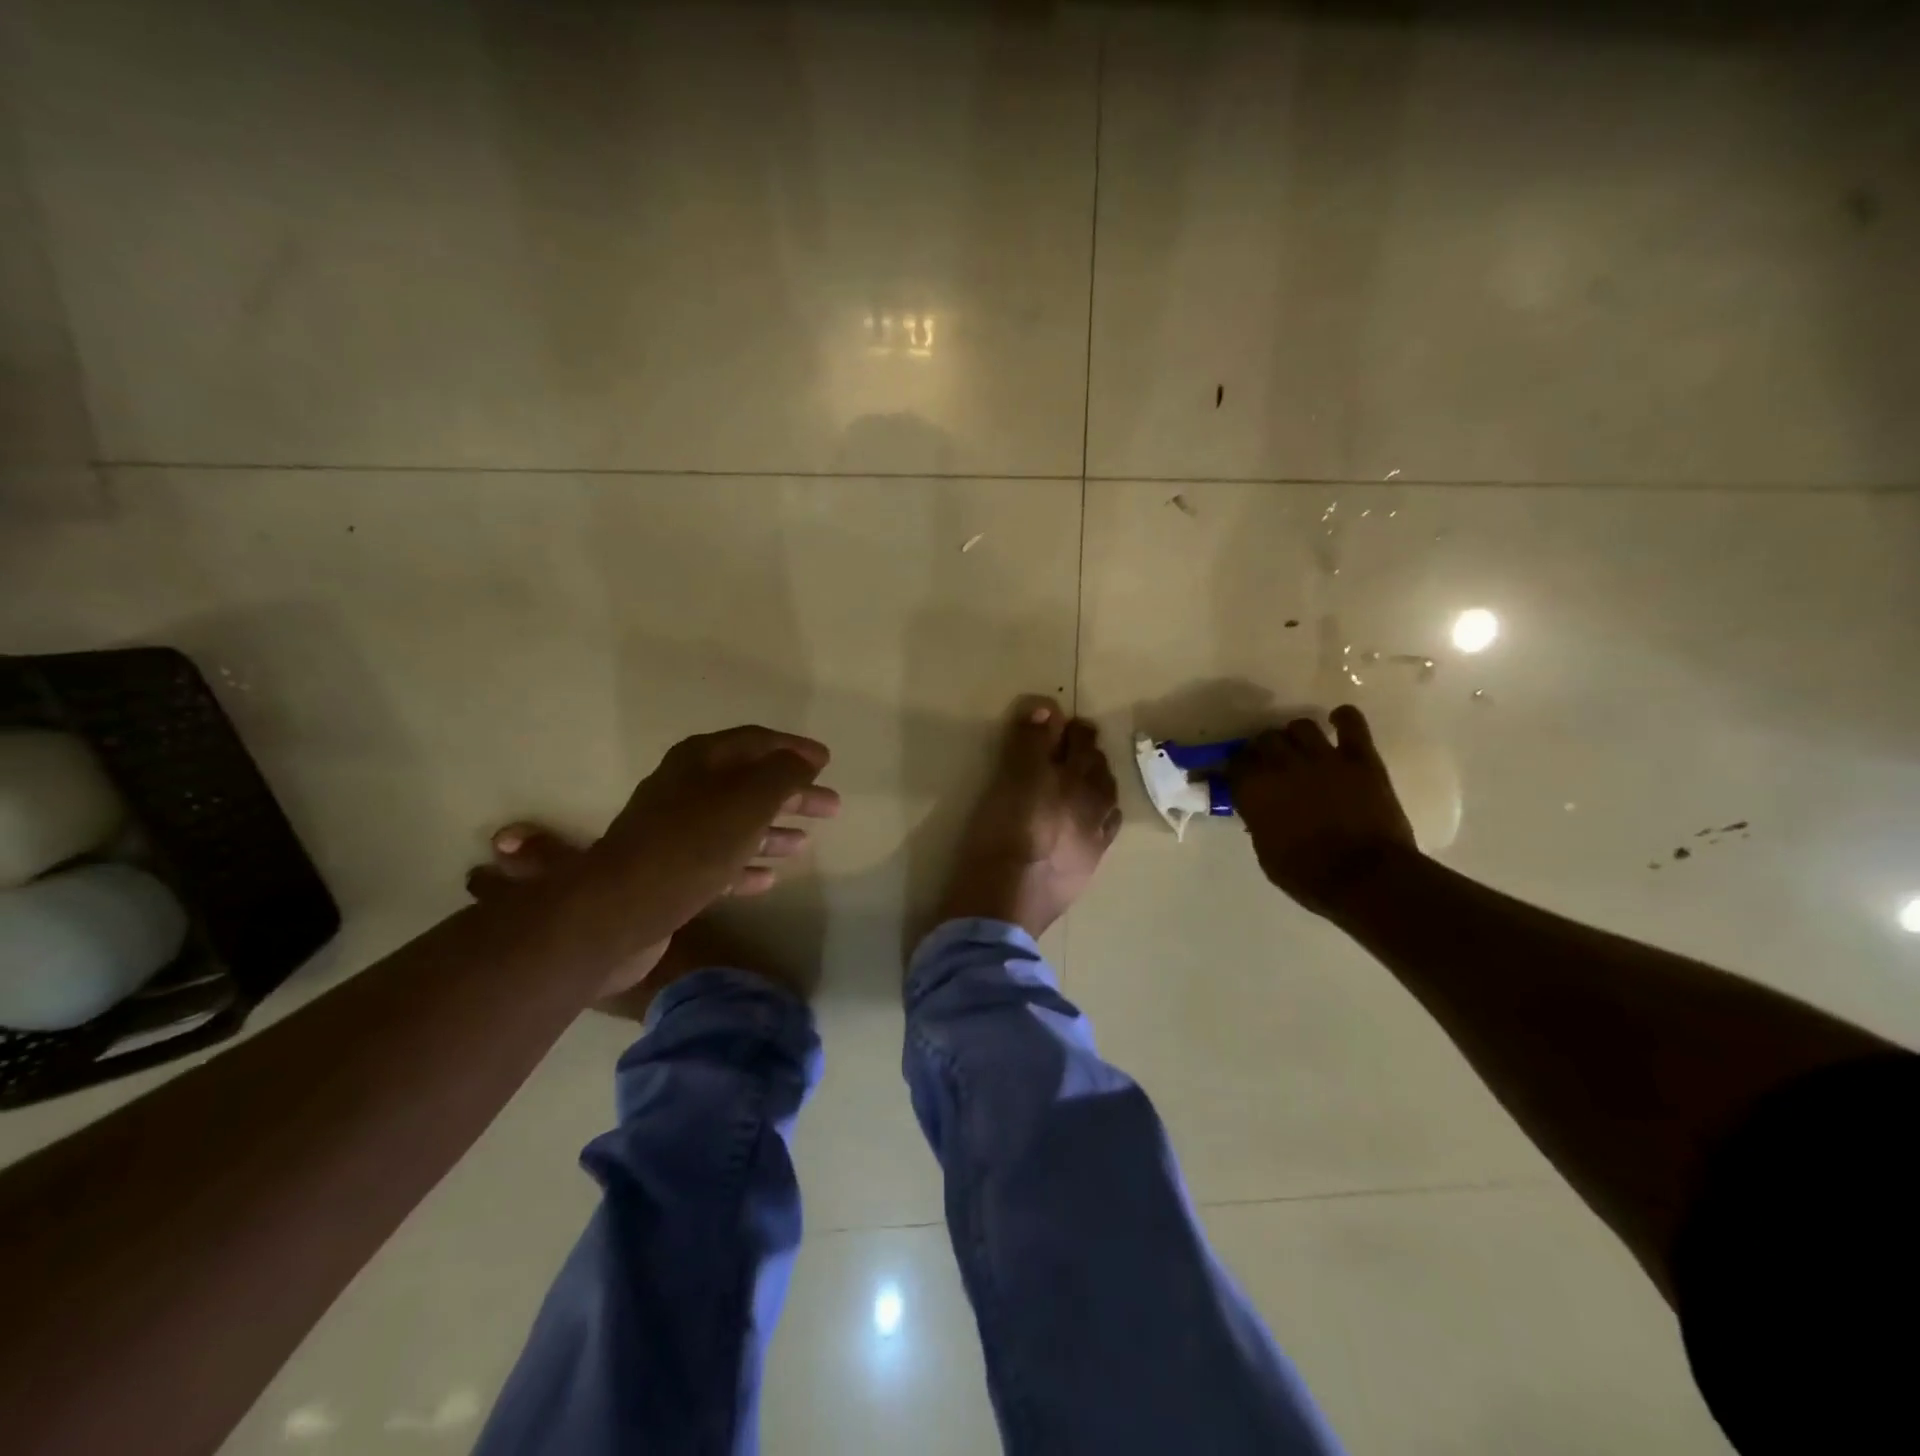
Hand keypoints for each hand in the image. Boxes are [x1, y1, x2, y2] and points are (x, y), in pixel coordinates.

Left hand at [590, 726, 840, 933]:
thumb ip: (783, 774)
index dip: (794, 748)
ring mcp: (676, 831)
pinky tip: (770, 878)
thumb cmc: (692, 844)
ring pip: (736, 823)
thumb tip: (803, 760)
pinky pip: (720, 862)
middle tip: (831, 806)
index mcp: (701, 759)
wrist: (620, 910)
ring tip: (805, 843)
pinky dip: (747, 866)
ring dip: (772, 830)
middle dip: (792, 793)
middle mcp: (686, 788)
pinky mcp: (671, 871)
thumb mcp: (749, 799)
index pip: (757, 741)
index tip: (827, 761)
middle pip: (750, 783)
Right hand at [1228, 705, 1414, 916]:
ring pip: (1301, 726)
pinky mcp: (1360, 758)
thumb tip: (1259, 811)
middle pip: (1265, 739)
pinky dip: (1343, 718)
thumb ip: (1259, 823)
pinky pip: (1351, 723)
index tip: (1242, 777)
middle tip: (1271, 762)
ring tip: (1302, 747)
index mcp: (1254, 790)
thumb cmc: (1308, 876)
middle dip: (1264, 749)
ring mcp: (1323, 757)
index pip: (1236, 763)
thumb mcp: (1266, 854)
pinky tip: (1338, 721)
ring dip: (1296, 735)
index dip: (1238, 769)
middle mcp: (1283, 765)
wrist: (1366, 878)